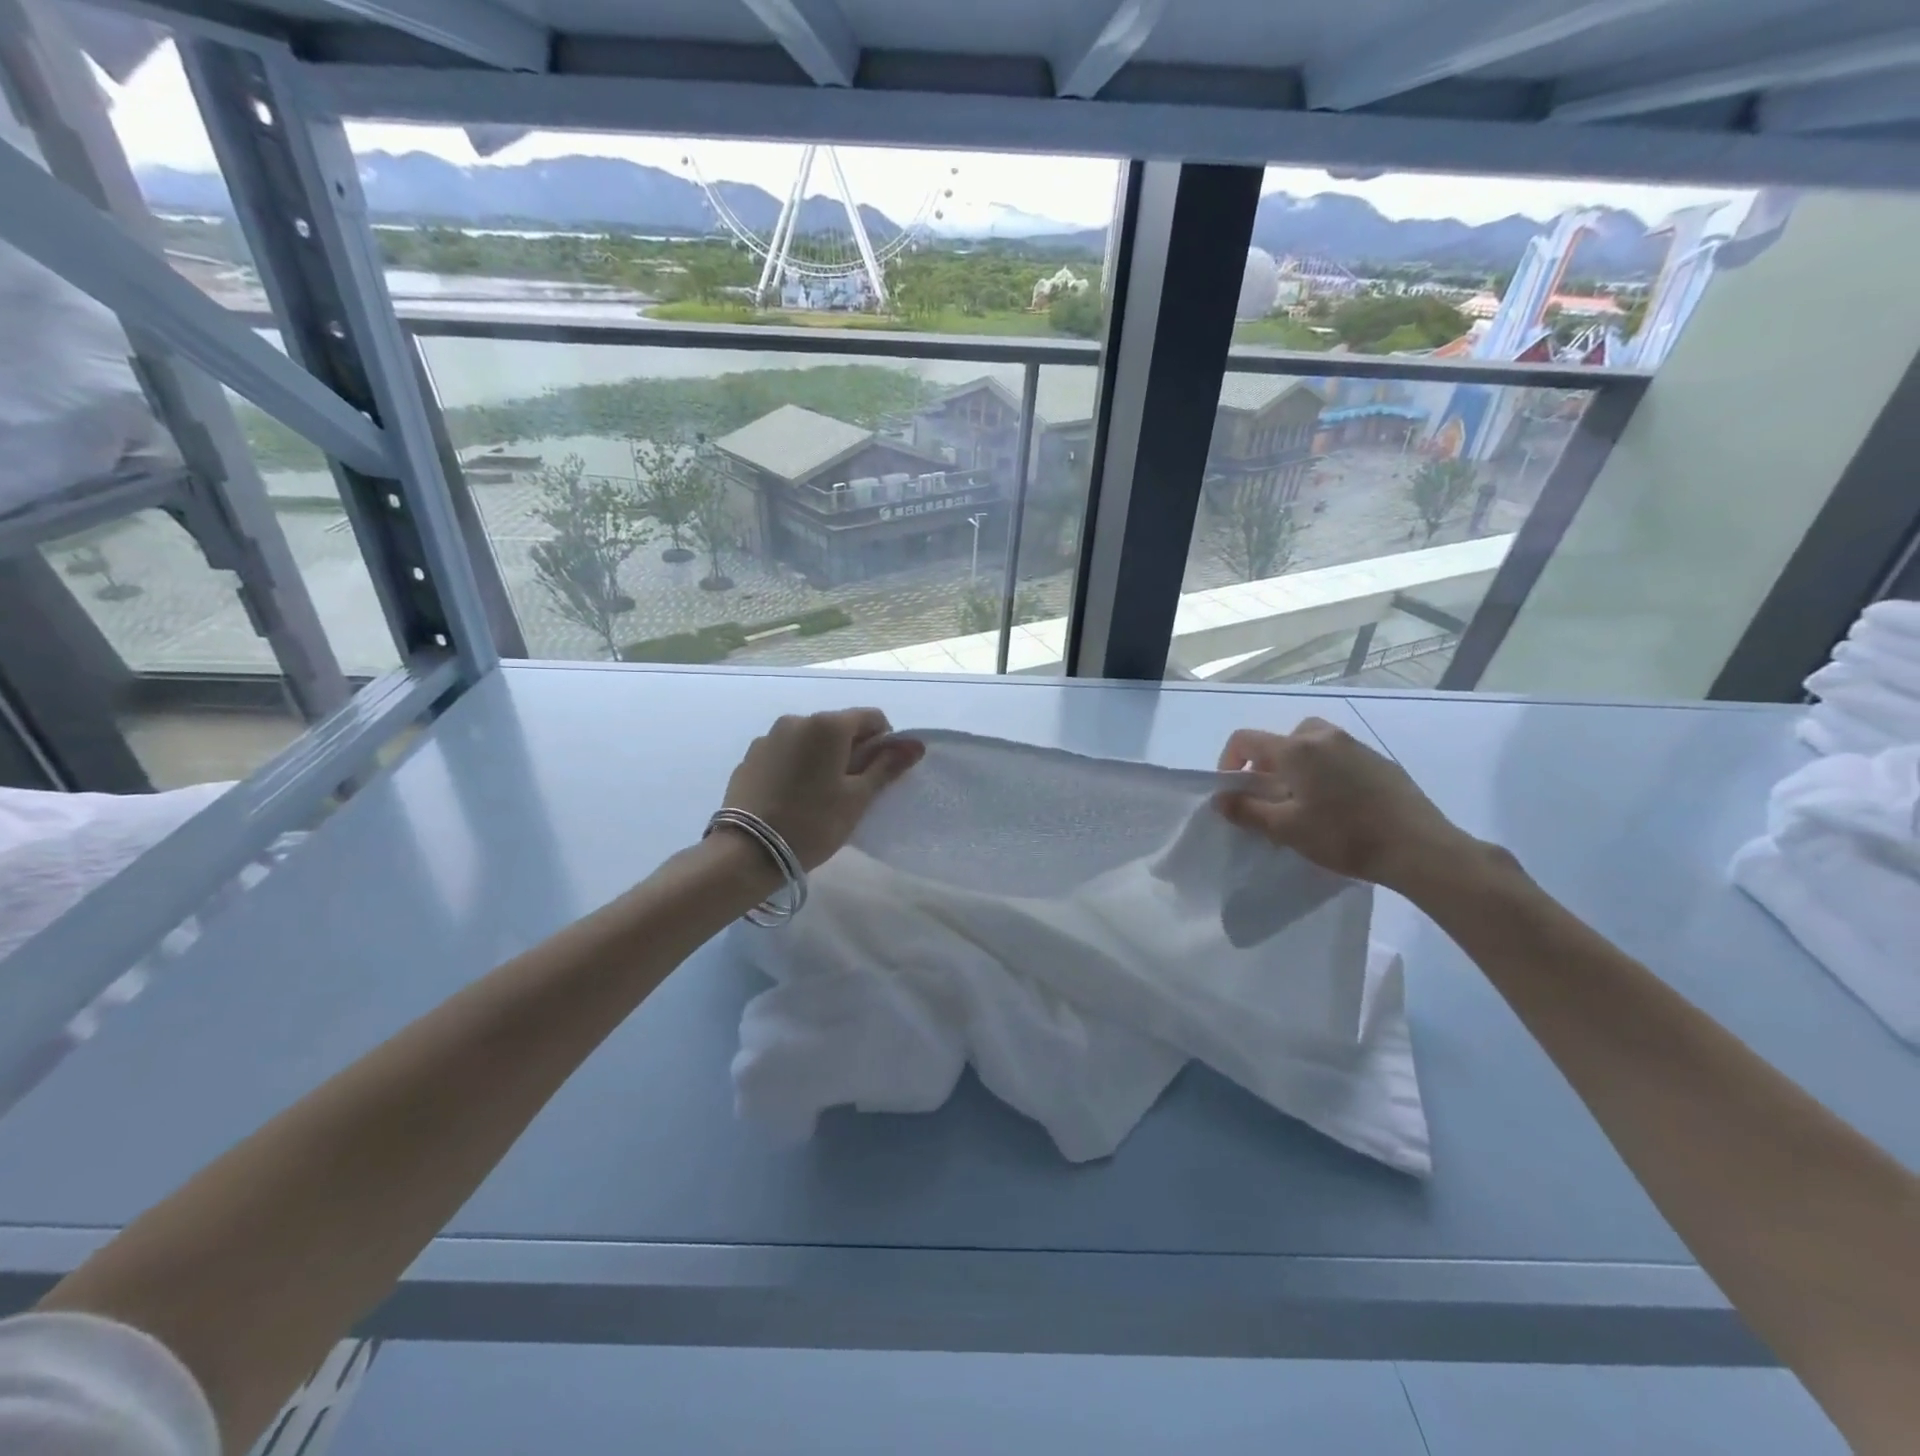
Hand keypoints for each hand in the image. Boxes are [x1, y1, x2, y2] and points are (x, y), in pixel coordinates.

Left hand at [721, 708, 924, 870]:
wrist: (747, 852)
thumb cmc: (813, 823)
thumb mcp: (857, 798)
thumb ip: (886, 767)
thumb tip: (916, 745)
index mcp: (828, 725)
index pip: (872, 717)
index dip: (884, 742)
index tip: (878, 774)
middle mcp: (797, 720)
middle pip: (838, 727)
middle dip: (852, 751)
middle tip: (851, 790)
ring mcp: (769, 737)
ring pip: (810, 740)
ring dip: (822, 758)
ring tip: (818, 796)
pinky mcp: (750, 757)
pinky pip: (785, 753)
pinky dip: (796, 766)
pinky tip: (792, 798)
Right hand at [1213, 717, 1474, 892]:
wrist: (1418, 847)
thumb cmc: (1344, 836)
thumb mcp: (1286, 829)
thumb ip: (1247, 810)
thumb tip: (1220, 798)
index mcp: (1296, 749)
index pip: (1246, 739)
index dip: (1229, 761)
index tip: (1234, 791)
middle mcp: (1324, 737)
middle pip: (1282, 738)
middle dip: (1268, 763)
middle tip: (1272, 796)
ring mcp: (1356, 746)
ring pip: (1313, 745)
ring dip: (1299, 766)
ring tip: (1304, 801)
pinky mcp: (1380, 761)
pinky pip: (1339, 756)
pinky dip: (1327, 771)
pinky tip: (1338, 805)